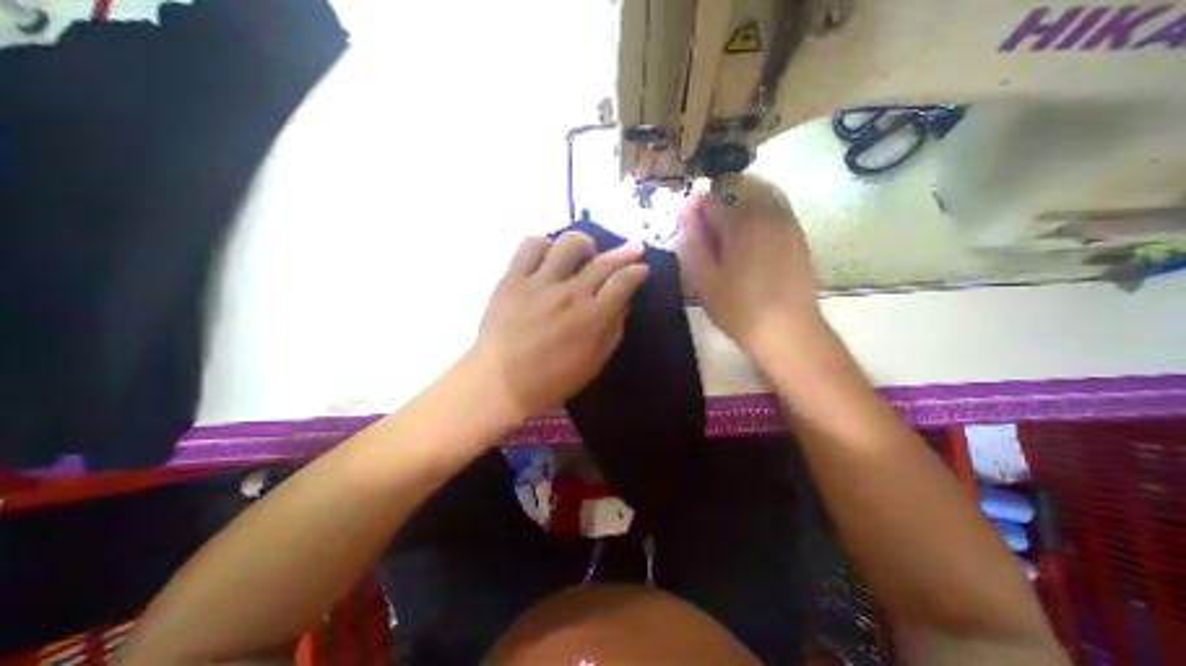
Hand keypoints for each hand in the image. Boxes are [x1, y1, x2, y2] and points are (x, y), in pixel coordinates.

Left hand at [470, 235, 648, 421]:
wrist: (499, 383)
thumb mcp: (594, 363)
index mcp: (591, 317)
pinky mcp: (512, 278)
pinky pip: (531, 246)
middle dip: (625, 251)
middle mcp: (569, 294)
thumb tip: (622, 302)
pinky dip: (545, 244)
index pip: (623, 282)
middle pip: (603, 261)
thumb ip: (613, 329)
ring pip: (568, 243)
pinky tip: (550, 255)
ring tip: (584, 253)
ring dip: (584, 244)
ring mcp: (539, 283)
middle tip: (633, 249)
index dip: (637, 271)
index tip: (642, 268)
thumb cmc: (552, 380)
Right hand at [677, 174, 826, 351]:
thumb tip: (685, 210)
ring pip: (757, 197)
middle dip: (717, 205)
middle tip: (708, 236)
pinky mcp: (798, 235)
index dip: (694, 210)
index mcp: (741, 223)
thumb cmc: (738, 308)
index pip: (711, 199)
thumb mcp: (704, 279)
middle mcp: (767, 213)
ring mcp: (787, 222)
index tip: (688, 230)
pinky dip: (755, 217)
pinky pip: (773, 211)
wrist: (788, 330)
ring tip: (726, 239)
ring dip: (737, 209)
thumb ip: (693, 241)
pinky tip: (748, 244)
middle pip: (736, 190)